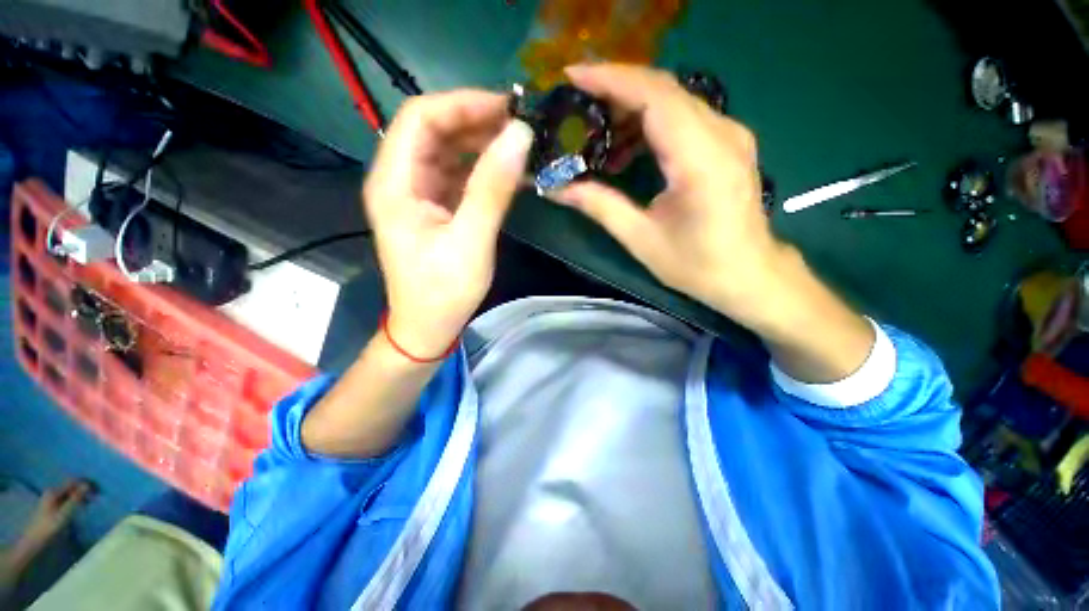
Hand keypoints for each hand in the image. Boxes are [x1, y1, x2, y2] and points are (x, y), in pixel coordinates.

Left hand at [23, 480, 91, 546]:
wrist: (35, 540)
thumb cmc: (50, 527)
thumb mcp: (64, 514)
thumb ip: (75, 499)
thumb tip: (87, 485)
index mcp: (54, 491)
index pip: (72, 482)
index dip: (85, 483)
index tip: (98, 488)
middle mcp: (52, 492)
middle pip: (70, 487)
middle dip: (83, 489)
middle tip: (96, 496)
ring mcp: (51, 499)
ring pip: (69, 493)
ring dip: (80, 496)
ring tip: (90, 502)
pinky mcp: (53, 506)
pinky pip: (66, 499)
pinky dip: (75, 501)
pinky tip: (80, 507)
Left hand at [364, 91, 534, 356]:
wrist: (428, 326)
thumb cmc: (444, 291)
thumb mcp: (471, 241)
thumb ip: (492, 188)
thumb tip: (520, 136)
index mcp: (394, 184)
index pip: (419, 118)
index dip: (462, 104)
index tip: (506, 108)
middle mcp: (399, 180)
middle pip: (432, 130)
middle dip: (475, 121)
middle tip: (520, 126)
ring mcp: (416, 194)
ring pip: (446, 151)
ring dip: (480, 143)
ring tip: (519, 145)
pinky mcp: (432, 207)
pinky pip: (455, 175)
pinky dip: (480, 168)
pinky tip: (506, 171)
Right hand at [555, 64, 873, 381]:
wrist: (749, 275)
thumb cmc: (697, 265)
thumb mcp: (641, 239)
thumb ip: (600, 206)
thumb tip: (557, 188)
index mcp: (701, 160)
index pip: (655, 96)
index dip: (611, 80)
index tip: (571, 77)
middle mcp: (722, 134)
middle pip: (663, 89)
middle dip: (614, 89)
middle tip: (576, 106)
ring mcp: (729, 135)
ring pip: (674, 99)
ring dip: (630, 108)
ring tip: (597, 135)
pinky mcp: (727, 143)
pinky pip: (684, 116)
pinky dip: (650, 122)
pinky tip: (628, 146)